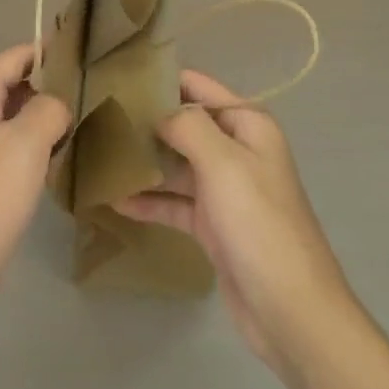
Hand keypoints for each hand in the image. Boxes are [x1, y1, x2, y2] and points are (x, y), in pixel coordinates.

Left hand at [0, 44, 71, 337]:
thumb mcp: (25, 144)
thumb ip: (48, 109)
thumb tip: (59, 103)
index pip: (15, 57)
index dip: (50, 51)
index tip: (90, 51)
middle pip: (14, 88)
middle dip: (53, 88)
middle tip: (100, 91)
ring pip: (16, 123)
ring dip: (47, 122)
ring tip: (92, 121)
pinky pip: (13, 154)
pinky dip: (37, 151)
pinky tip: (66, 160)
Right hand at [112, 69, 352, 370]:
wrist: (291, 310)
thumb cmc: (259, 224)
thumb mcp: (224, 163)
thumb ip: (187, 126)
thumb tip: (158, 112)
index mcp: (247, 125)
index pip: (198, 87)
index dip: (160, 79)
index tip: (116, 78)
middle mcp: (237, 150)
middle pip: (183, 125)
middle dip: (145, 121)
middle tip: (97, 118)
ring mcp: (225, 189)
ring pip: (176, 164)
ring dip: (143, 162)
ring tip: (97, 155)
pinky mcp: (213, 225)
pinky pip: (174, 202)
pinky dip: (148, 200)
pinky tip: (114, 200)